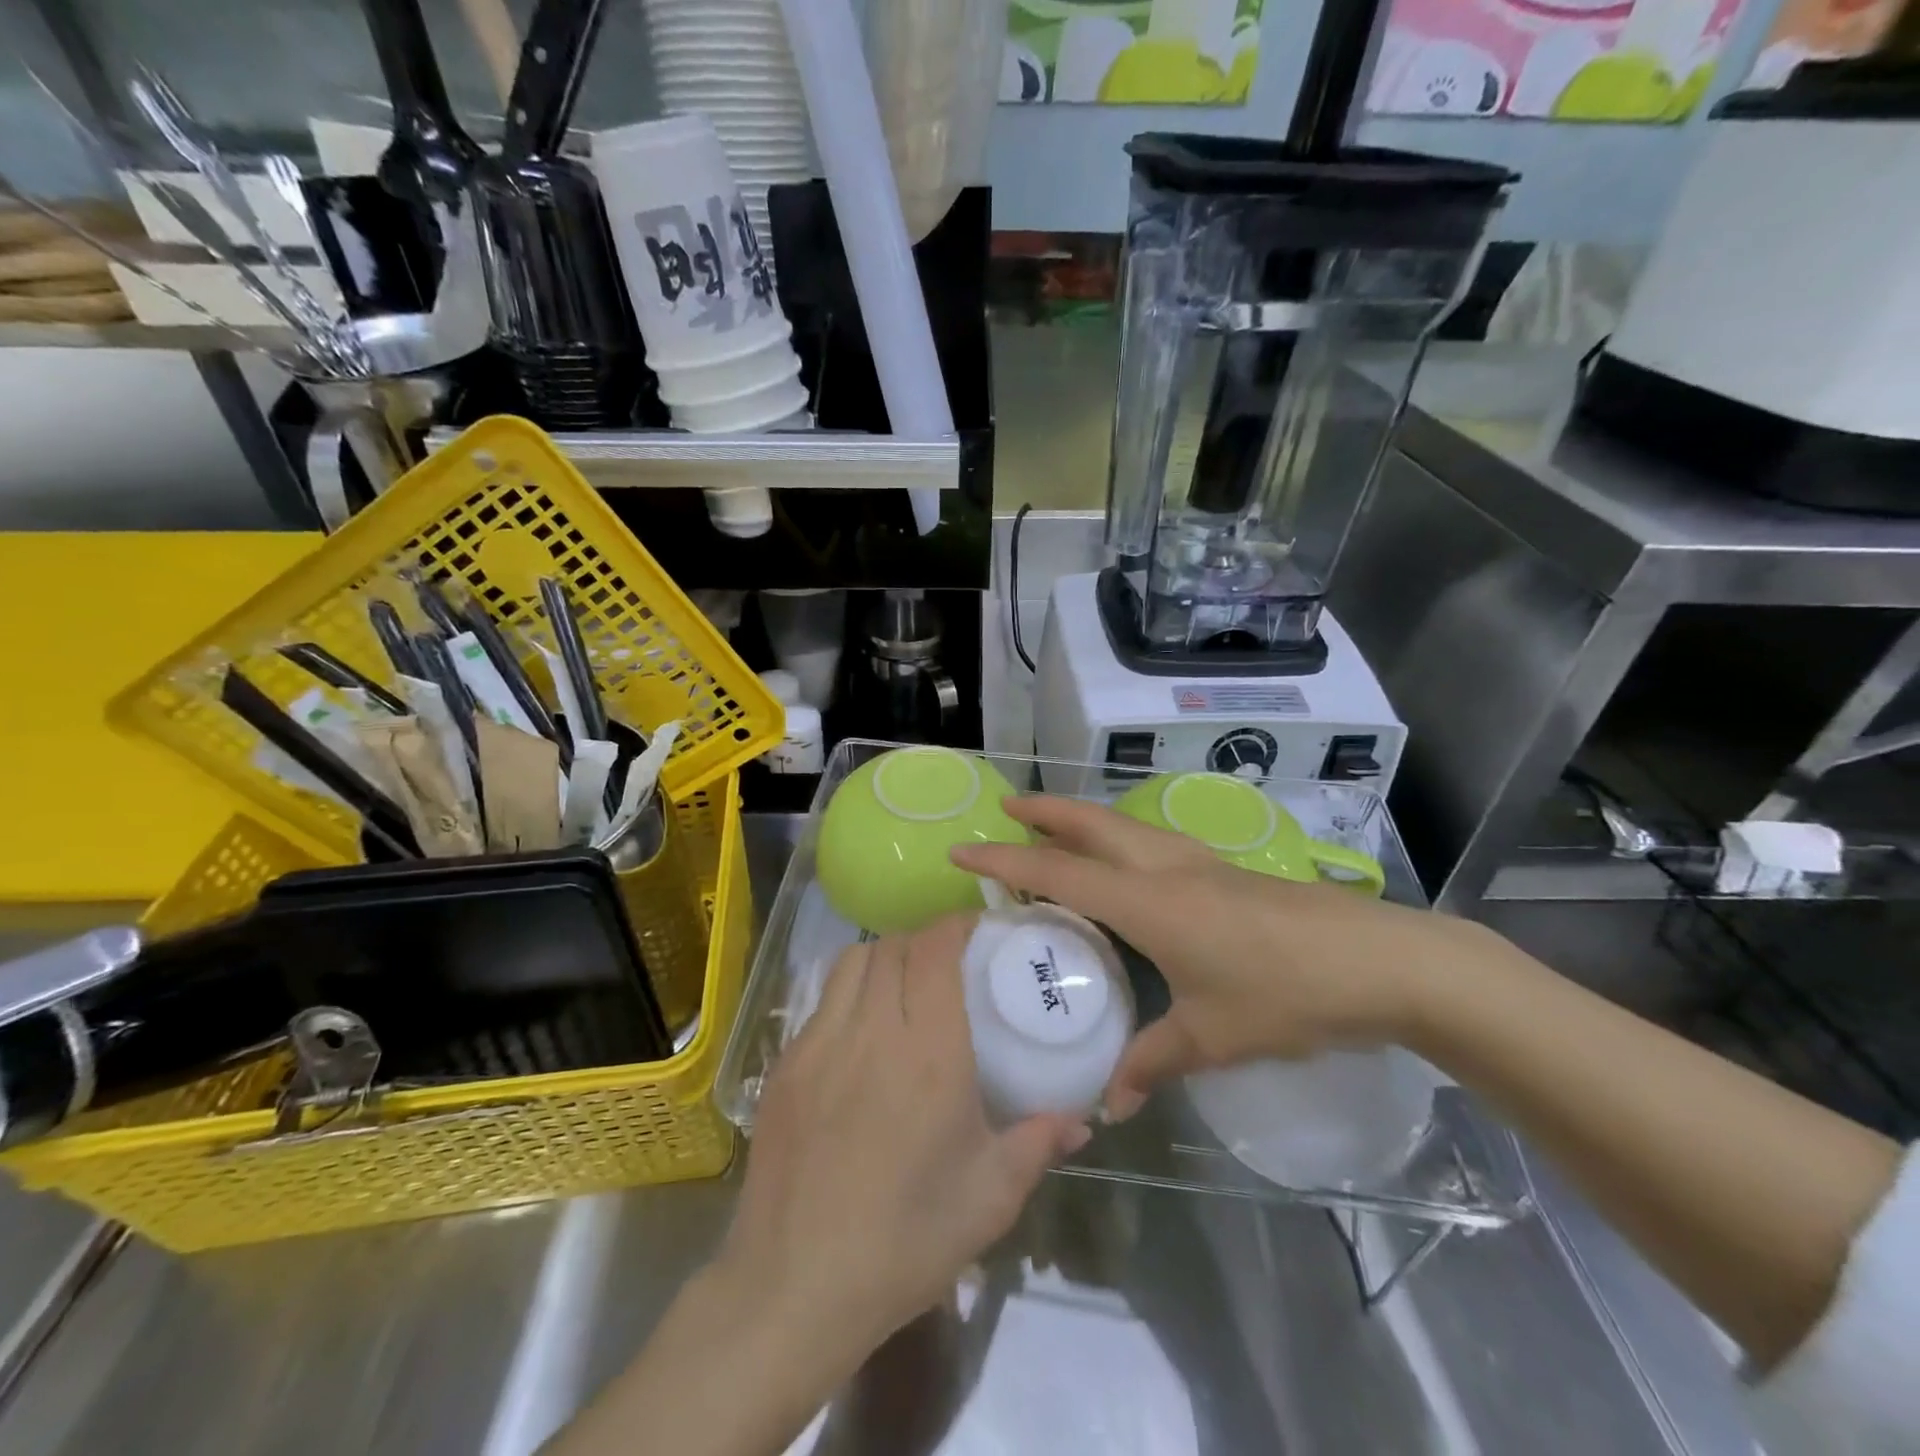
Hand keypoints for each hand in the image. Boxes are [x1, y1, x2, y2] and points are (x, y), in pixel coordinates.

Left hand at [720, 915, 1089, 1364]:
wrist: (794, 1288)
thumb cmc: (905, 1241)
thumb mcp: (989, 1198)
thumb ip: (1038, 1143)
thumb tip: (1082, 1120)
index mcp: (929, 1051)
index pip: (935, 949)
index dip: (956, 924)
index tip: (978, 929)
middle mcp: (872, 1030)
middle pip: (892, 945)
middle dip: (923, 941)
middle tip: (947, 965)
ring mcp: (819, 1043)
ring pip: (850, 962)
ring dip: (882, 958)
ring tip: (903, 988)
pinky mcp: (785, 1065)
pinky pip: (820, 1002)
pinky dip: (847, 994)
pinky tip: (861, 1035)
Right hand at [953, 796, 1491, 1118]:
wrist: (1382, 961)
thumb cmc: (1288, 994)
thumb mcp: (1214, 1037)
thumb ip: (1154, 1060)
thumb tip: (1110, 1102)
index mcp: (1149, 902)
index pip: (1059, 872)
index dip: (1006, 860)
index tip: (963, 849)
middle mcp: (1166, 868)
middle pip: (1091, 823)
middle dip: (1044, 811)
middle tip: (1005, 807)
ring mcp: (1199, 864)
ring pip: (1123, 826)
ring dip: (1082, 819)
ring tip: (1054, 828)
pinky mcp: (1225, 872)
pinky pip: (1151, 843)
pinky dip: (1118, 839)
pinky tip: (1126, 865)